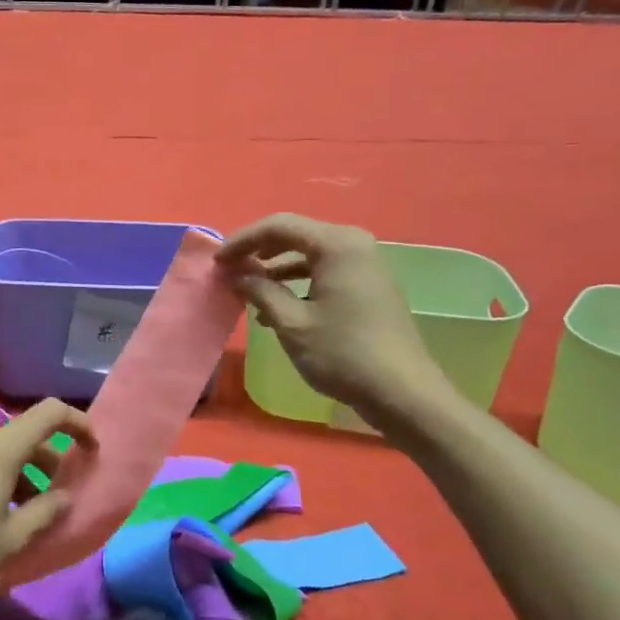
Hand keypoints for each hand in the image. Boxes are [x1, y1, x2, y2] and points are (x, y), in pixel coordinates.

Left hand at [0, 399, 95, 604]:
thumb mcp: (12, 538)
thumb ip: (45, 512)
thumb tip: (65, 496)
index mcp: (1, 450)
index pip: (49, 413)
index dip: (78, 423)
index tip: (94, 449)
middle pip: (29, 435)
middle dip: (55, 459)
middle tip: (69, 492)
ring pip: (9, 453)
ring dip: (31, 474)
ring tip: (40, 513)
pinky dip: (9, 480)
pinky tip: (9, 517)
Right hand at [216, 213, 456, 424]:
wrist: (403, 393)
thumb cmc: (343, 354)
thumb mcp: (291, 322)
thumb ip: (259, 290)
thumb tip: (236, 274)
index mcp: (337, 244)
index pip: (279, 226)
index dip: (243, 240)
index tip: (216, 262)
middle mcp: (354, 245)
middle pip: (295, 235)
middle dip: (259, 252)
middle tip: (229, 271)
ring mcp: (366, 266)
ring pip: (310, 255)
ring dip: (276, 270)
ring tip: (248, 292)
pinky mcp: (369, 287)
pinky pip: (325, 272)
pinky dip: (298, 283)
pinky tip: (278, 308)